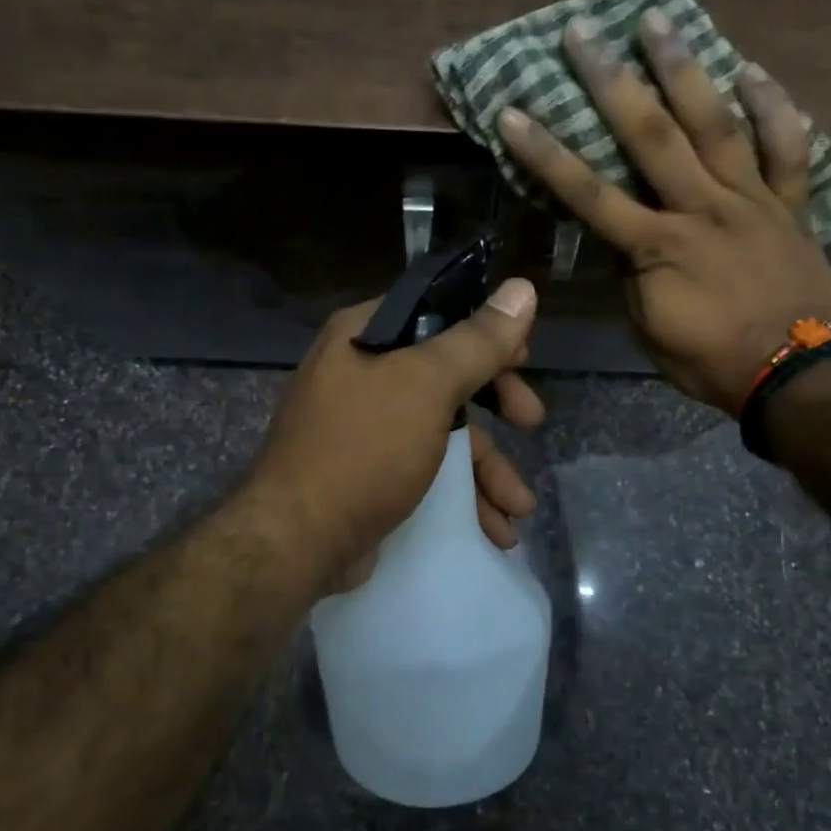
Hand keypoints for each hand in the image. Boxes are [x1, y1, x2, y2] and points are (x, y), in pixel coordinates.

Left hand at [247, 279, 544, 592]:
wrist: (298, 541)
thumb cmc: (363, 448)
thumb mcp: (427, 386)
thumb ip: (478, 341)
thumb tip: (523, 289)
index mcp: (364, 336)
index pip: (437, 313)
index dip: (485, 331)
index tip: (523, 356)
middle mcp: (360, 374)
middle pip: (447, 376)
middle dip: (497, 405)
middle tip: (532, 420)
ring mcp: (364, 428)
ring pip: (443, 432)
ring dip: (488, 469)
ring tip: (520, 508)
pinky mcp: (370, 474)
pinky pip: (428, 471)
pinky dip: (462, 496)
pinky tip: (495, 530)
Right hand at [497, 10, 830, 414]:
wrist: (797, 373)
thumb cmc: (712, 362)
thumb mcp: (650, 331)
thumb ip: (632, 279)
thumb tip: (620, 240)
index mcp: (656, 247)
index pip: (589, 194)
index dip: (547, 154)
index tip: (514, 112)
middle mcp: (700, 208)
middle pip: (650, 136)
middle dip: (610, 82)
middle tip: (583, 32)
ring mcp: (750, 200)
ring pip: (716, 123)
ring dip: (684, 69)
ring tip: (659, 20)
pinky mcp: (790, 204)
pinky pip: (787, 148)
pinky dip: (774, 107)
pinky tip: (752, 70)